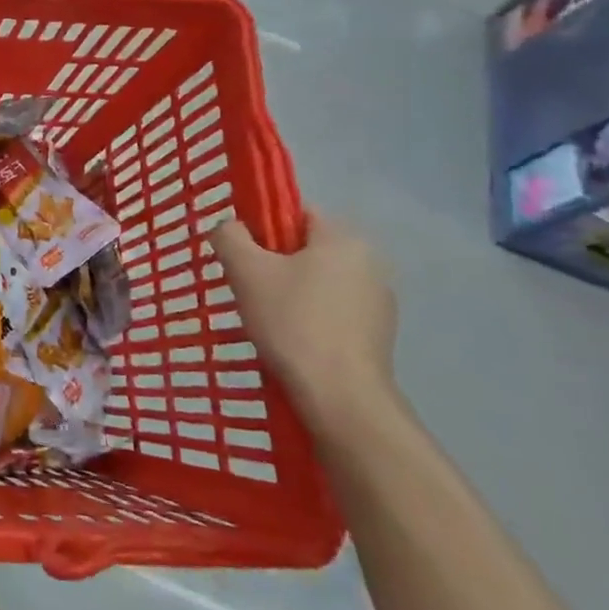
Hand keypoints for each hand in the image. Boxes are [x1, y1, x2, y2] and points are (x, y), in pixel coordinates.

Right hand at [213, 210, 398, 438]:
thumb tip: (229, 227)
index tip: (242, 256)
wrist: (339, 396)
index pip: (296, 213)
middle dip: (275, 263)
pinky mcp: (378, 333)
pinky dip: (311, 316)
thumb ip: (230, 237)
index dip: (263, 228)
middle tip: (247, 288)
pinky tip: (292, 339)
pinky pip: (334, 309)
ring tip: (267, 319)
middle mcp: (370, 261)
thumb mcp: (246, 271)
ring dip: (292, 291)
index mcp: (343, 238)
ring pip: (319, 280)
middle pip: (307, 248)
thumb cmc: (292, 322)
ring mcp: (379, 300)